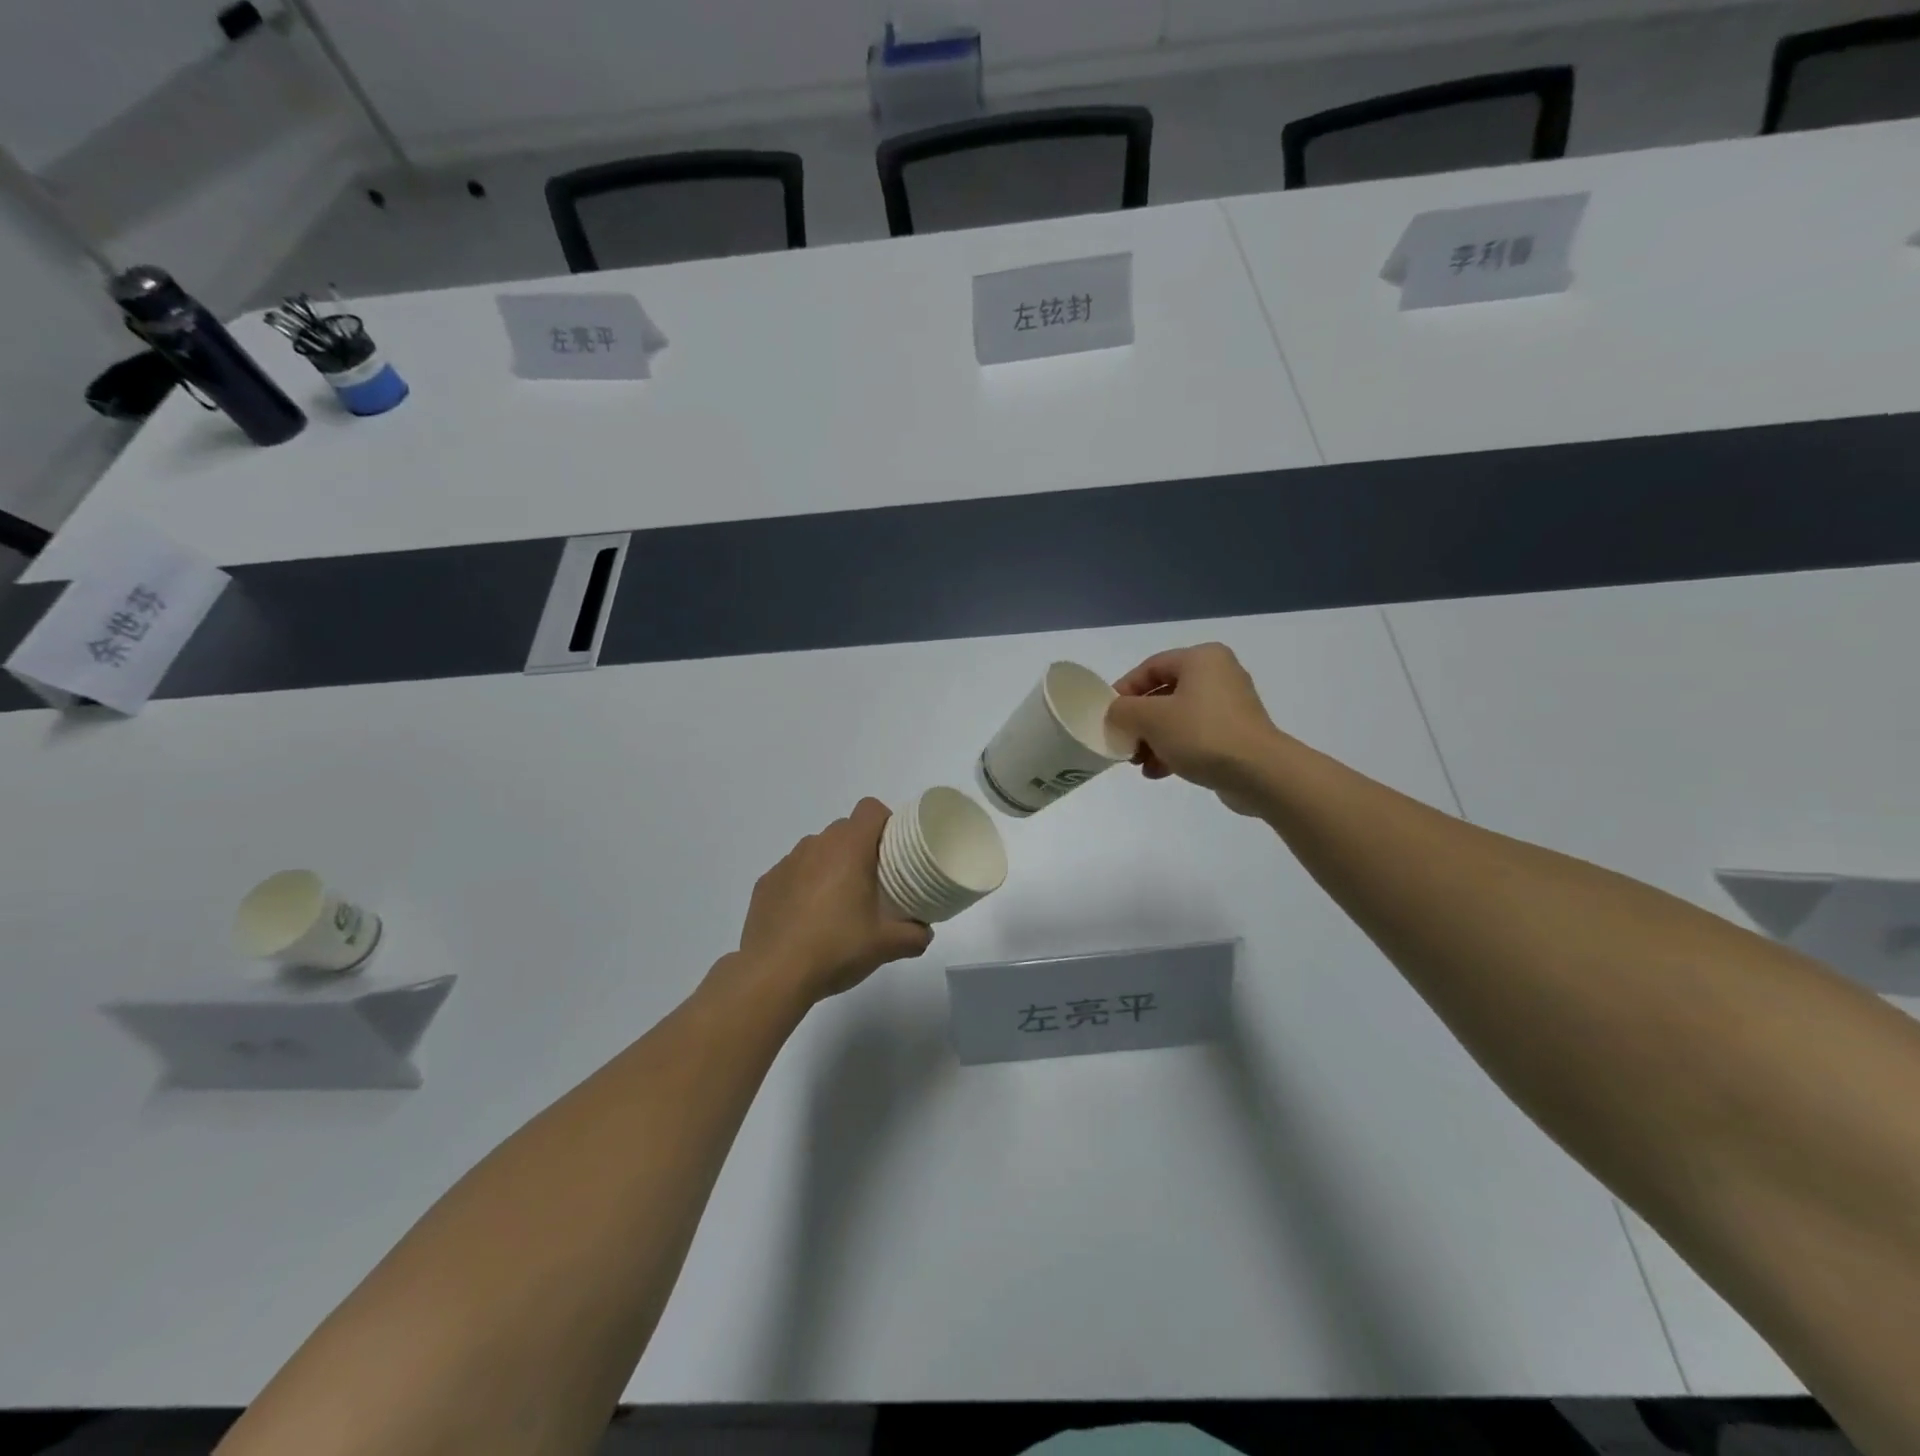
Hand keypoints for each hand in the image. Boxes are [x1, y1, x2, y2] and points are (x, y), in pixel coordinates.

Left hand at [732, 799, 932, 1006]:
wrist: (774, 974)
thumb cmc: (836, 948)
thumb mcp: (885, 946)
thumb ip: (914, 935)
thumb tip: (925, 932)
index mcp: (849, 848)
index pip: (870, 809)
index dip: (885, 822)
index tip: (893, 849)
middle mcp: (816, 845)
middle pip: (845, 829)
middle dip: (860, 847)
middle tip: (872, 882)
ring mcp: (787, 863)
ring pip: (817, 850)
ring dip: (830, 865)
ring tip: (837, 903)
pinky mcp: (765, 883)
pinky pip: (793, 872)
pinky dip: (803, 884)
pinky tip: (806, 918)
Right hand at [1106, 643, 1284, 816]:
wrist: (1260, 773)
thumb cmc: (1202, 734)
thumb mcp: (1150, 719)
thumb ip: (1122, 711)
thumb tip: (1116, 715)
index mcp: (1201, 659)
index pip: (1150, 667)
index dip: (1123, 690)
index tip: (1107, 717)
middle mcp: (1218, 675)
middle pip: (1163, 695)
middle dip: (1138, 722)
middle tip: (1122, 743)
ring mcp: (1230, 707)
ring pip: (1177, 718)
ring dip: (1152, 740)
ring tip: (1138, 763)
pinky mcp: (1236, 735)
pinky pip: (1195, 736)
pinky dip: (1173, 750)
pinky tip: (1157, 772)